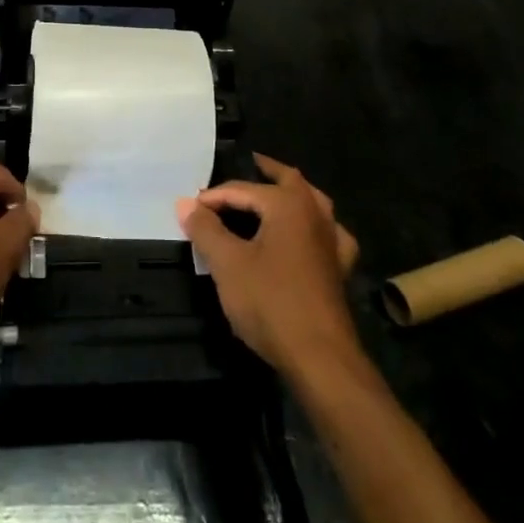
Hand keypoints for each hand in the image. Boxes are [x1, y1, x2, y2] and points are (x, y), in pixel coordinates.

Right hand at [178, 154, 360, 378]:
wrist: (320, 356)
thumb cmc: (270, 302)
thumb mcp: (227, 264)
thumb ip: (205, 229)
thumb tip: (184, 202)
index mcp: (288, 204)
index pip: (243, 190)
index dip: (213, 197)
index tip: (190, 208)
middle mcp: (315, 213)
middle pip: (289, 181)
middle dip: (266, 172)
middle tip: (247, 165)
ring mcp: (332, 241)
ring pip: (314, 203)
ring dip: (292, 195)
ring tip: (273, 194)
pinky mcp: (339, 269)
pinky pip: (328, 234)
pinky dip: (315, 227)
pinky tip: (308, 236)